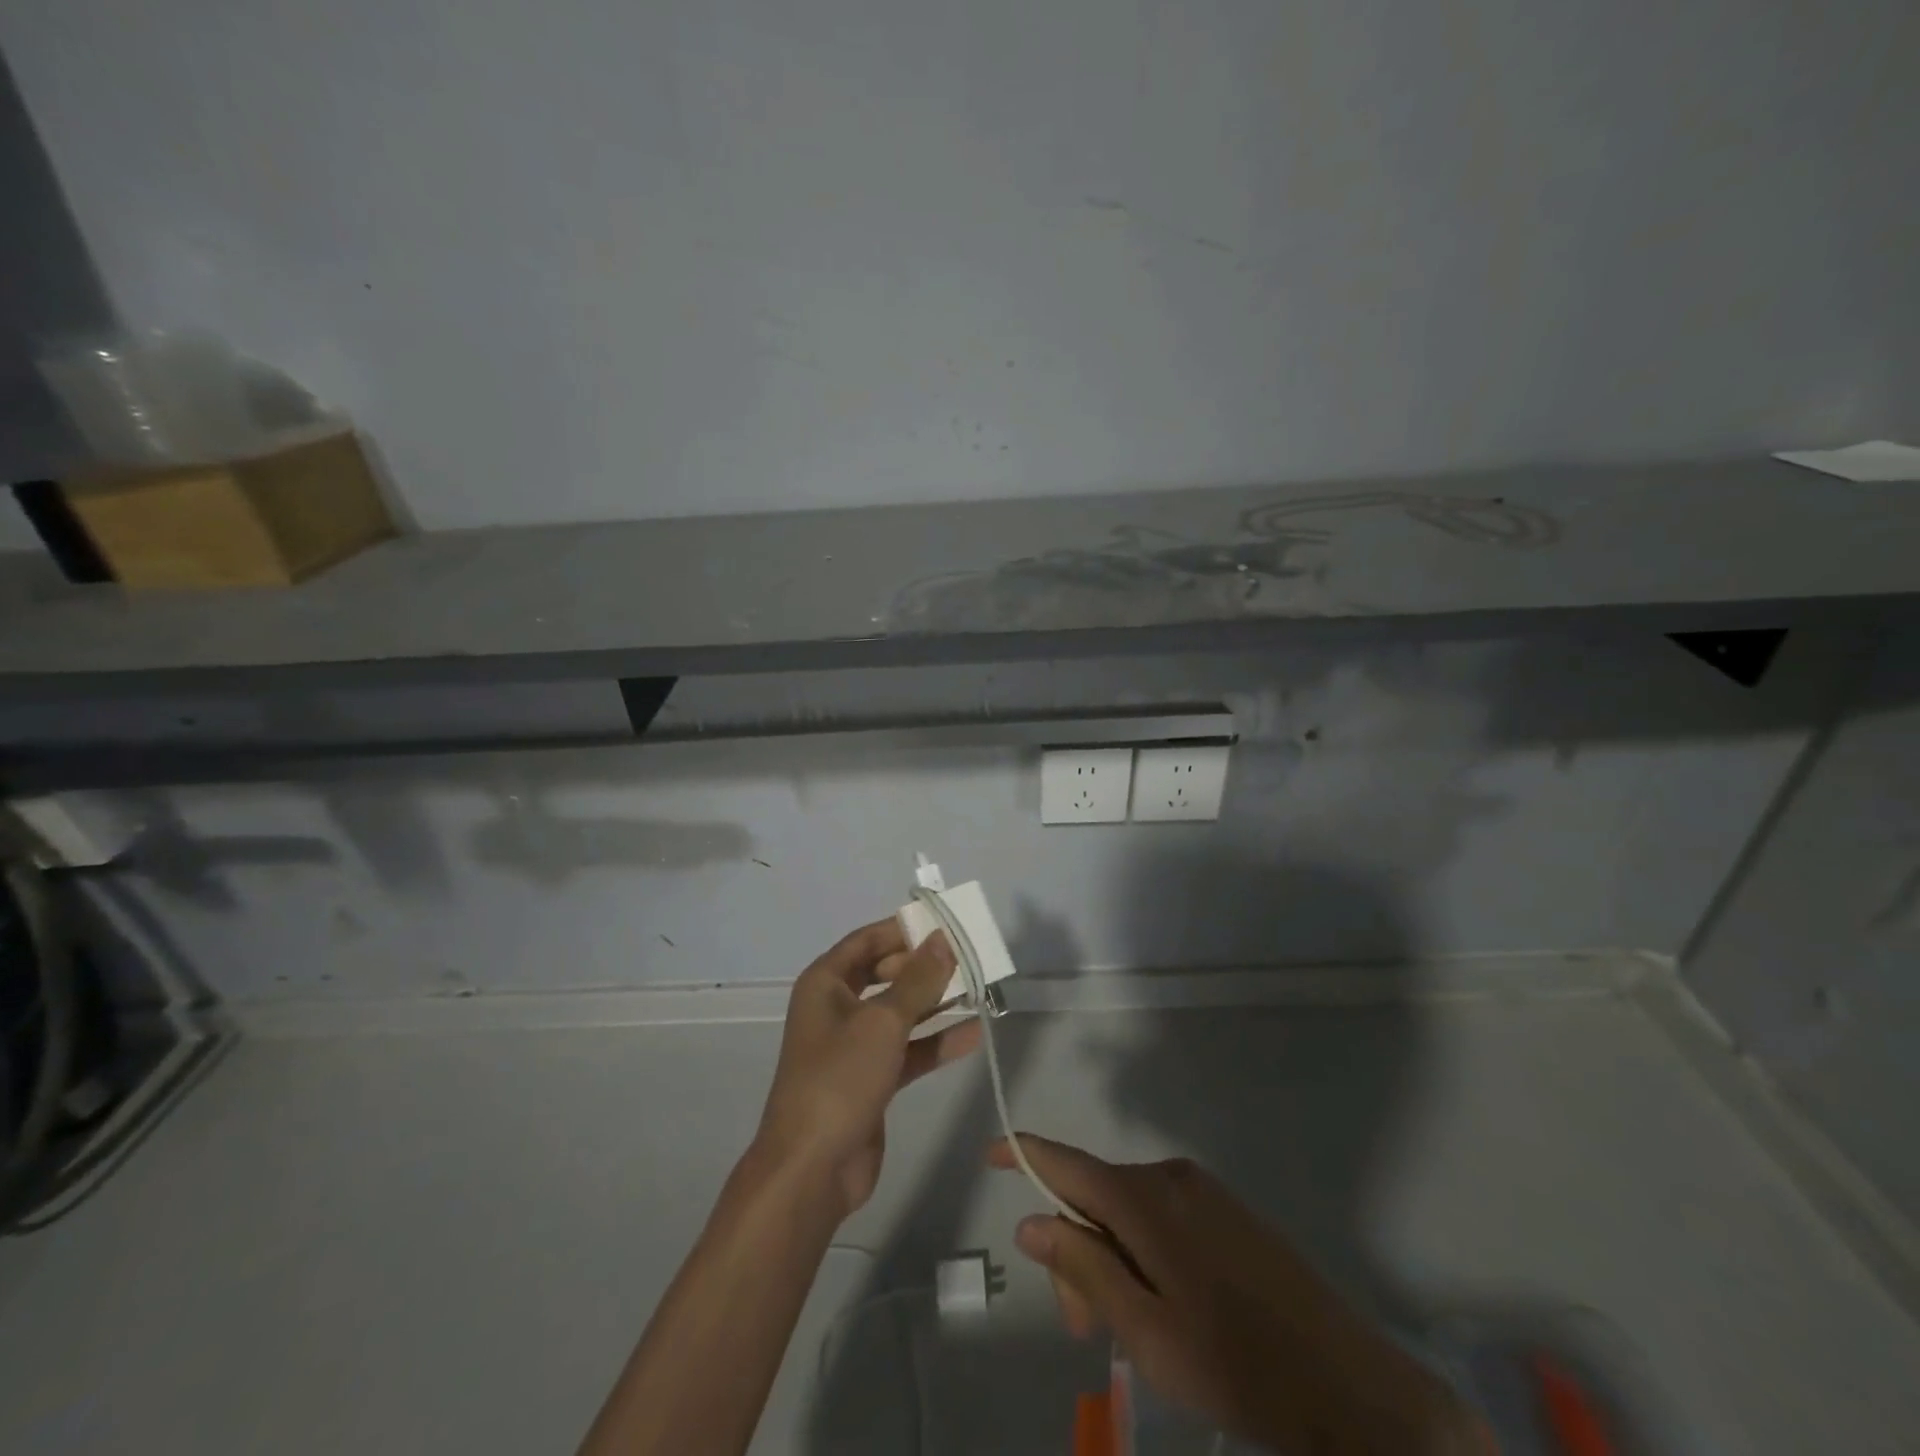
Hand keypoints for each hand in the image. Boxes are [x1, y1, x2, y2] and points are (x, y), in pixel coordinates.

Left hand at [754, 920, 980, 1219]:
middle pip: (885, 973)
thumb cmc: (840, 1078)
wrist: (812, 1169)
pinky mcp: (871, 1078)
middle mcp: (837, 1007)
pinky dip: (935, 1042)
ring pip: (900, 1012)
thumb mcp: (883, 1022)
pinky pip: (908, 1049)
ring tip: (979, 989)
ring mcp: (854, 1045)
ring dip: (935, 1002)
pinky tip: (973, 1034)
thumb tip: (943, 939)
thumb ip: (918, 980)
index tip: (944, 923)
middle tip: (967, 957)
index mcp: (826, 983)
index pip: (867, 940)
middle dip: (924, 966)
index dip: (902, 929)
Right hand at [990, 1135, 1484, 1454]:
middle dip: (1076, 1249)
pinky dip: (1142, 1252)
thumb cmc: (1237, 1366)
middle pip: (1097, 1196)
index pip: (1068, 1164)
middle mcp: (1170, 1178)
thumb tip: (1032, 1222)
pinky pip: (1162, 1216)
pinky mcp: (1227, 1212)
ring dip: (1109, 1257)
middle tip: (1080, 1328)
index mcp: (1146, 1200)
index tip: (991, 1151)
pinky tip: (1162, 1306)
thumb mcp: (1145, 1330)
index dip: (1026, 1155)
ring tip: (1125, 1329)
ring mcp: (1204, 1192)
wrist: (1352, 1389)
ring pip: (1129, 1210)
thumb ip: (1084, 1267)